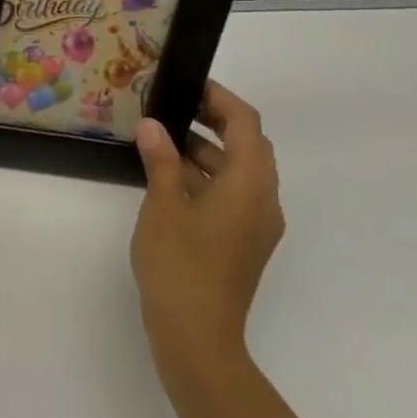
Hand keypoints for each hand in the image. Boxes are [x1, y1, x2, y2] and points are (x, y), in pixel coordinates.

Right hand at [130, 80, 284, 384]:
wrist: (196, 334)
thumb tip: (152, 126)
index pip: (246, 124)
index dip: (220, 98)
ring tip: (162, 138)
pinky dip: (207, 177)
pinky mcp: (244, 242)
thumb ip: (161, 160)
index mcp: (250, 184)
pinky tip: (170, 177)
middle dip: (214, 121)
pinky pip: (233, 194)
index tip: (188, 84)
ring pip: (240, 171)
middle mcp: (264, 200)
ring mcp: (257, 224)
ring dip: (207, 150)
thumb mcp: (163, 204)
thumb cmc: (180, 263)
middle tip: (173, 106)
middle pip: (249, 146)